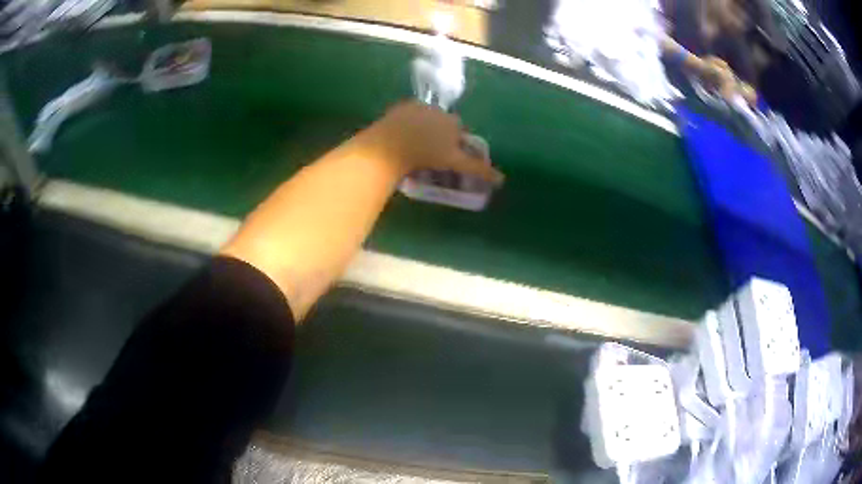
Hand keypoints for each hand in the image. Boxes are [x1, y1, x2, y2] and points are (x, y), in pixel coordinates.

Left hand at [350, 101, 504, 184]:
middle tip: (432, 152)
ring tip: (415, 146)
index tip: (448, 156)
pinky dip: (407, 123)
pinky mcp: (398, 108)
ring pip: (425, 117)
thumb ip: (477, 169)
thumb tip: (501, 179)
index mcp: (452, 122)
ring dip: (424, 127)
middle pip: (443, 122)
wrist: (389, 146)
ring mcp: (417, 107)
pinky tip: (402, 137)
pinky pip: (407, 115)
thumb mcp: (454, 163)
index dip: (455, 144)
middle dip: (440, 133)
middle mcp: (438, 110)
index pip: (460, 131)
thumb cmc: (426, 155)